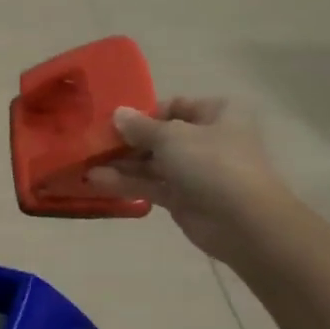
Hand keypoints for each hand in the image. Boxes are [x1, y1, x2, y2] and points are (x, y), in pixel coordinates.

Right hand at [87, 96, 296, 263]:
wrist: (243, 221)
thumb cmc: (212, 163)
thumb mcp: (172, 136)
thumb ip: (141, 127)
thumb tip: (117, 113)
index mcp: (216, 114)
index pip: (174, 107)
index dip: (144, 113)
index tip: (114, 121)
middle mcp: (207, 139)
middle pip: (159, 137)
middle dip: (126, 142)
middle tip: (93, 144)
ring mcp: (195, 171)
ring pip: (152, 163)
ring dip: (121, 164)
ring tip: (86, 165)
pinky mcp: (183, 198)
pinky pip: (151, 185)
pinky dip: (126, 183)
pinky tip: (96, 181)